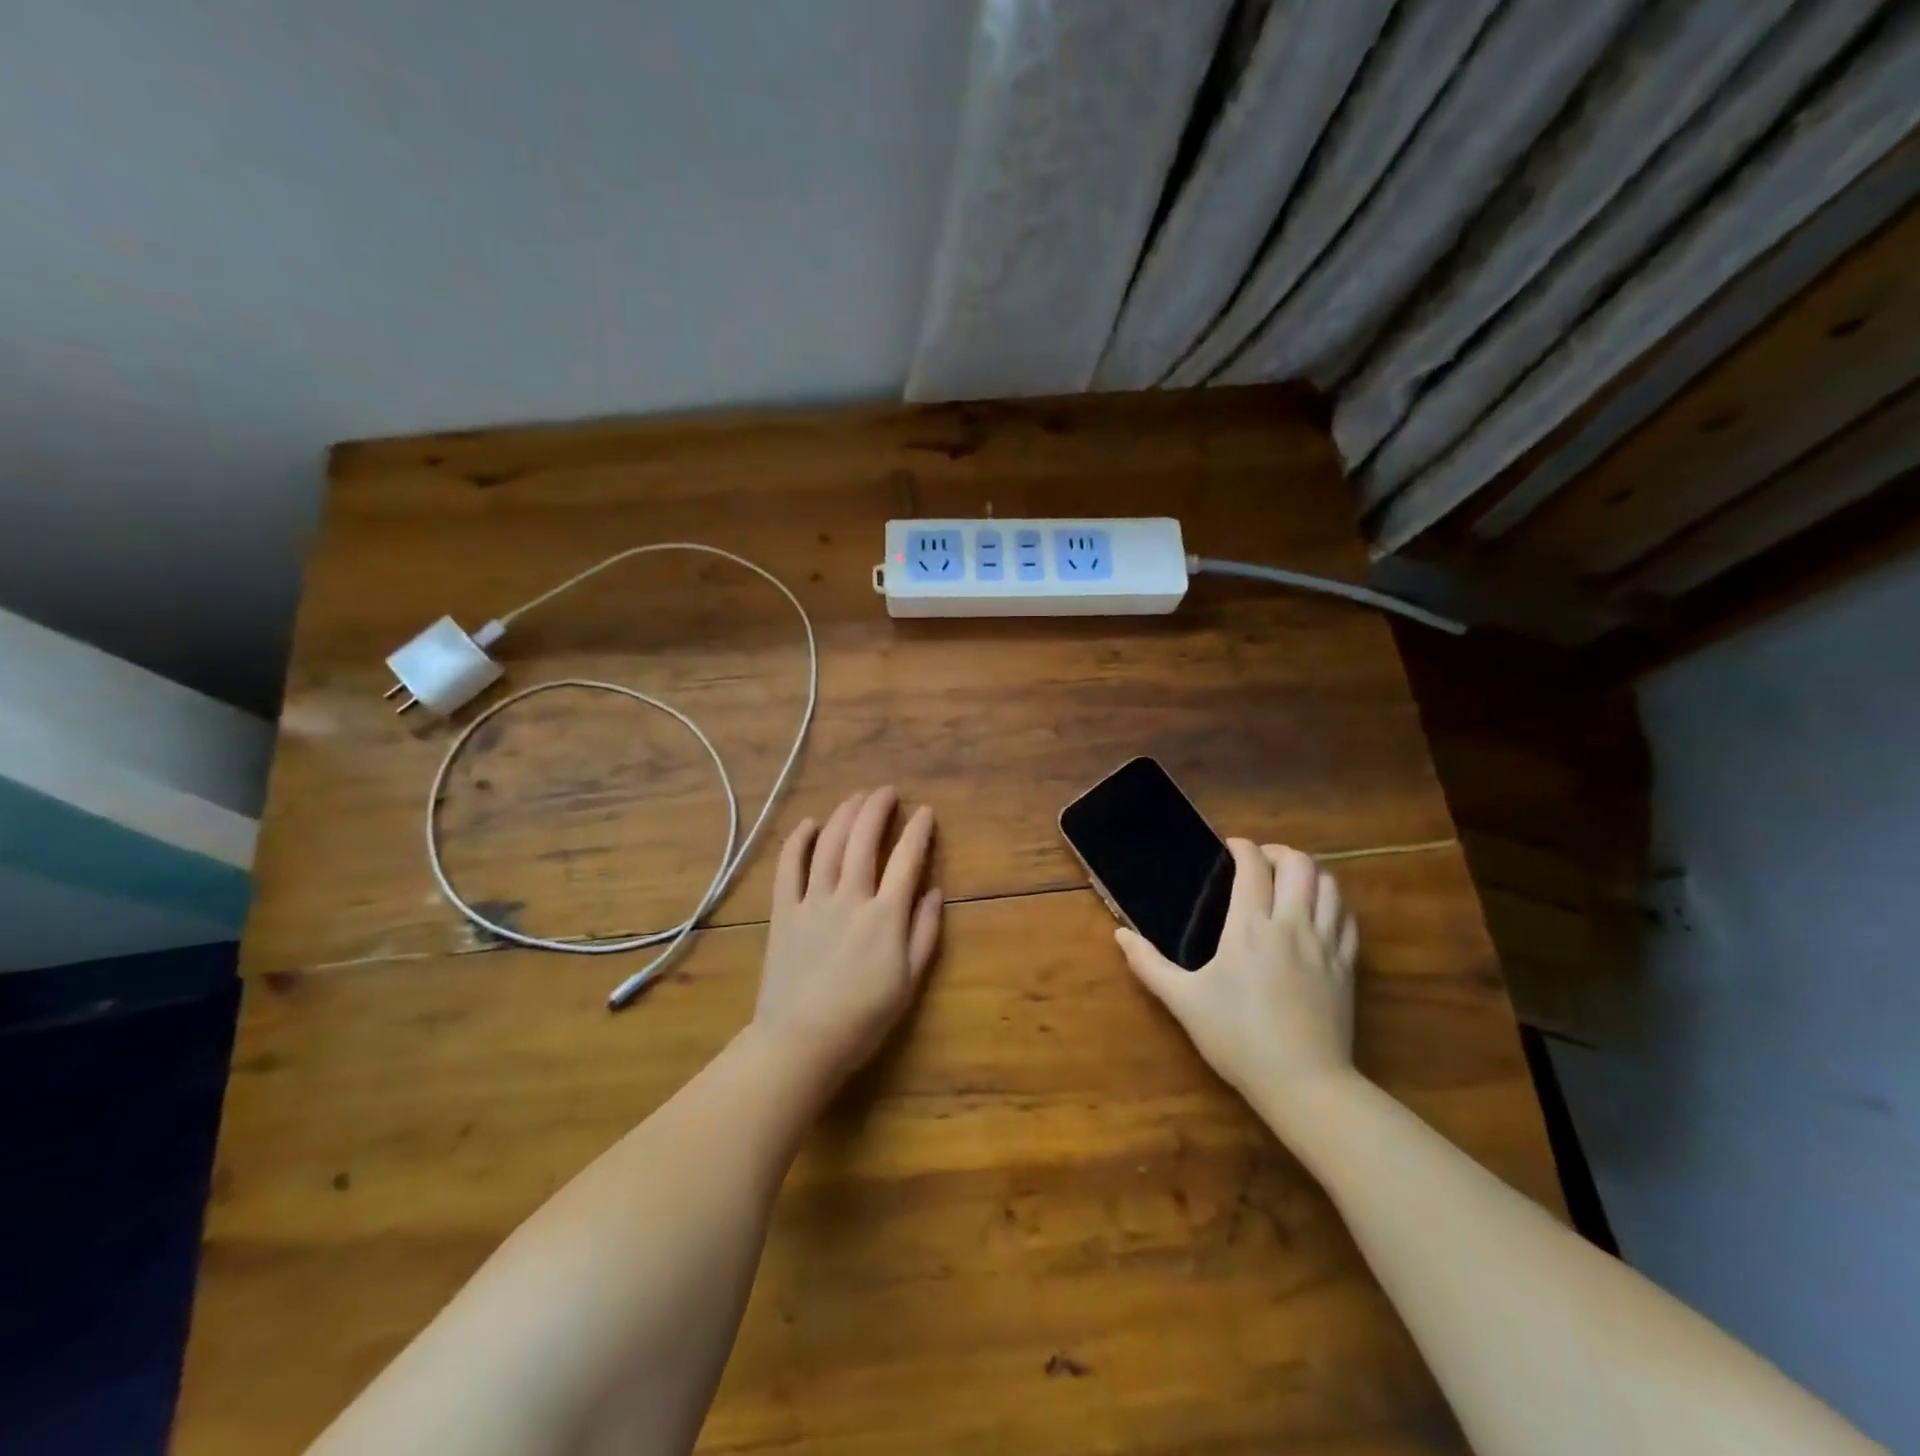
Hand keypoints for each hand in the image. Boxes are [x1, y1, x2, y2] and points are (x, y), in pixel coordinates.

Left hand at [752, 787, 942, 1089]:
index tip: (925, 812)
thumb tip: (933, 891)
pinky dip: (798, 841)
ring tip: (856, 798)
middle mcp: (850, 898)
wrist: (801, 1042)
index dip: (918, 831)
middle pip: (864, 839)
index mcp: (885, 916)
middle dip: (877, 808)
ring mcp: (813, 901)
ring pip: (828, 844)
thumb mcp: (909, 983)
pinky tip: (809, 824)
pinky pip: (788, 867)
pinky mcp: (784, 911)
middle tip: (887, 792)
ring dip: (844, 814)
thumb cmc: (863, 1018)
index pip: (906, 859)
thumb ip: (924, 933)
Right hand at [1115, 840, 1356, 1118]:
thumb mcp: (1183, 1001)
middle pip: (1299, 865)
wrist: (1304, 1084)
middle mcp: (1291, 925)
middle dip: (1279, 852)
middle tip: (1260, 861)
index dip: (1242, 847)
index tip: (1230, 847)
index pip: (1253, 867)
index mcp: (1250, 927)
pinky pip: (1348, 919)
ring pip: (1329, 886)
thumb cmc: (1237, 1038)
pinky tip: (1320, 913)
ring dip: (1311, 873)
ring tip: (1290, 882)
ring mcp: (1325, 945)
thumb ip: (1149, 964)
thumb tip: (1120, 935)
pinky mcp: (1346, 967)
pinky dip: (1334, 903)